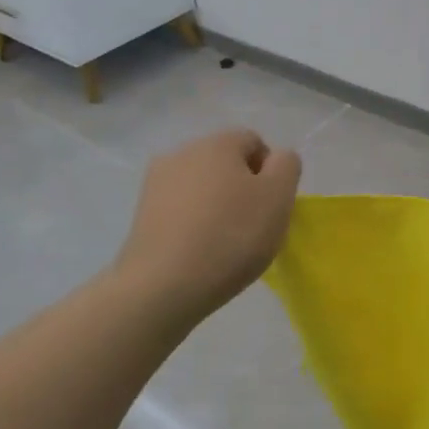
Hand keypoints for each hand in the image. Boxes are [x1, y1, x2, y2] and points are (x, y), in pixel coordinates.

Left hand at [114, 129, 301, 323]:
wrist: (163, 286)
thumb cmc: (231, 236)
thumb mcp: (278, 196)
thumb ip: (286, 165)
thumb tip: (275, 159)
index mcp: (217, 142)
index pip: (255, 143)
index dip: (271, 173)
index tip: (271, 207)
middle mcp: (183, 152)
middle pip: (226, 162)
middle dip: (242, 187)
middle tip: (253, 226)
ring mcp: (156, 182)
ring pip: (202, 186)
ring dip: (217, 205)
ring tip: (224, 242)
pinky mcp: (142, 212)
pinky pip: (180, 208)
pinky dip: (194, 222)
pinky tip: (199, 250)